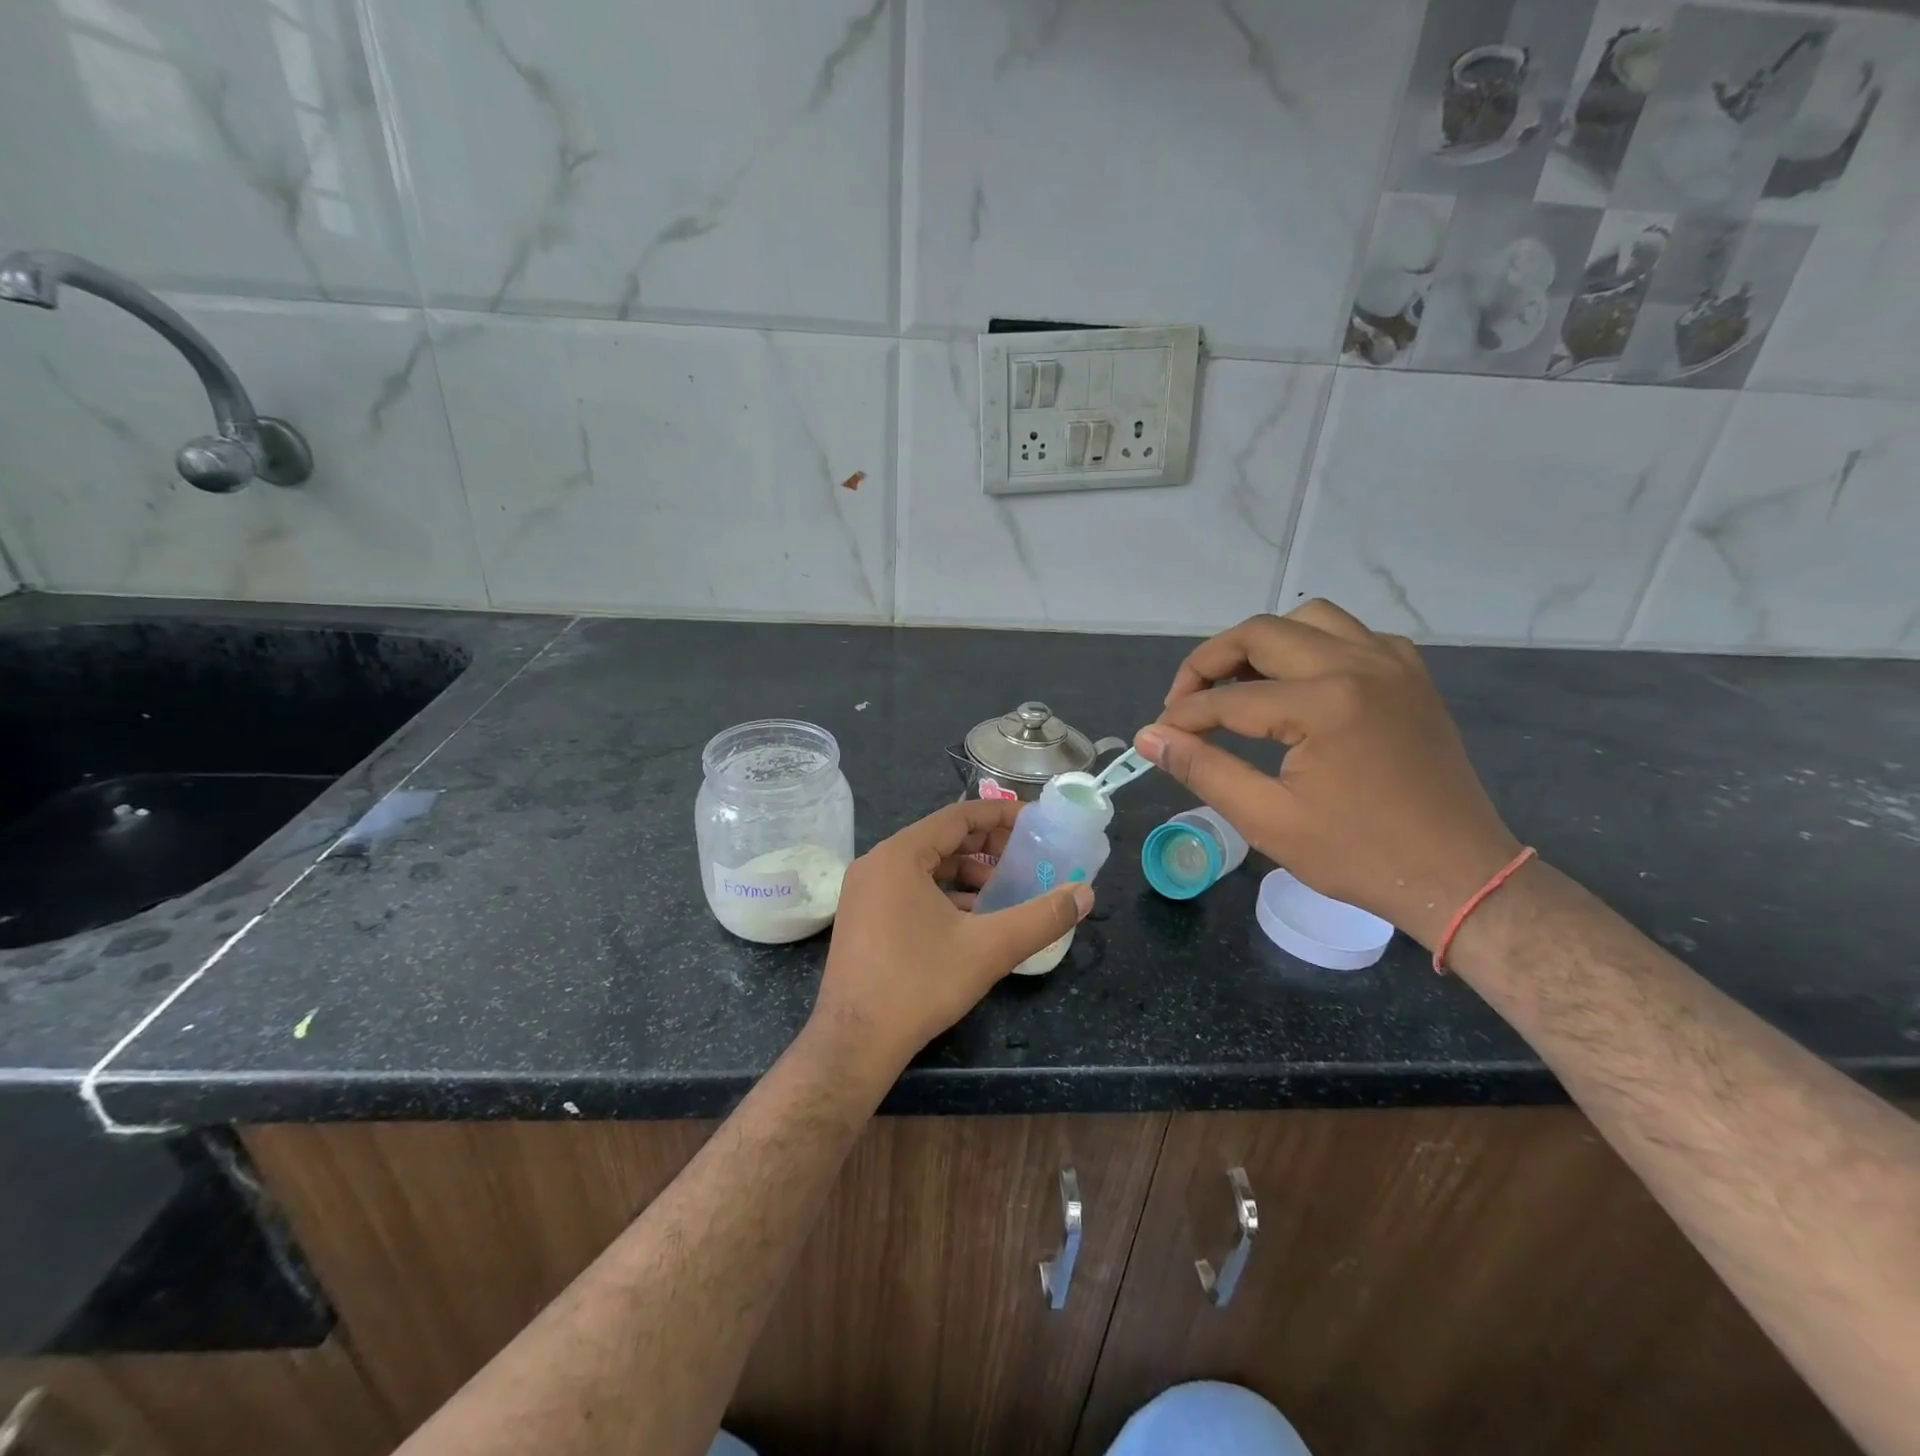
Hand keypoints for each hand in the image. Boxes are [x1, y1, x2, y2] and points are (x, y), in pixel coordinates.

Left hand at [809, 800, 1092, 1083]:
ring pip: (926, 867)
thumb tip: (1086, 894)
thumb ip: (1042, 917)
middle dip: (987, 847)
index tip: (1036, 822)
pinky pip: (910, 889)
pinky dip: (945, 894)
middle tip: (1027, 859)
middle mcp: (877, 863)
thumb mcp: (989, 948)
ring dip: (968, 874)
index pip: (958, 817)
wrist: (854, 1044)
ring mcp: (865, 891)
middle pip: (941, 839)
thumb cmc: (919, 985)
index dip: (1001, 815)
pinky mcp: (863, 917)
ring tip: (1005, 891)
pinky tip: (973, 919)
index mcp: (899, 855)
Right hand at [1135, 601, 1520, 948]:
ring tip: (1237, 685)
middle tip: (1185, 703)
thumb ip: (1202, 769)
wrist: (1456, 875)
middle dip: (1209, 664)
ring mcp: (1391, 663)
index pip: (1227, 699)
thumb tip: (1149, 737)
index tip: (1158, 736)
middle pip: (1260, 634)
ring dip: (1261, 644)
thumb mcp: (1267, 819)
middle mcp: (1358, 665)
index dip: (1182, 717)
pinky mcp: (1410, 675)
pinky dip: (1312, 647)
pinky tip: (1298, 684)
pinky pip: (1351, 635)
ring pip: (1307, 620)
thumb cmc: (1357, 855)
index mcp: (1324, 703)